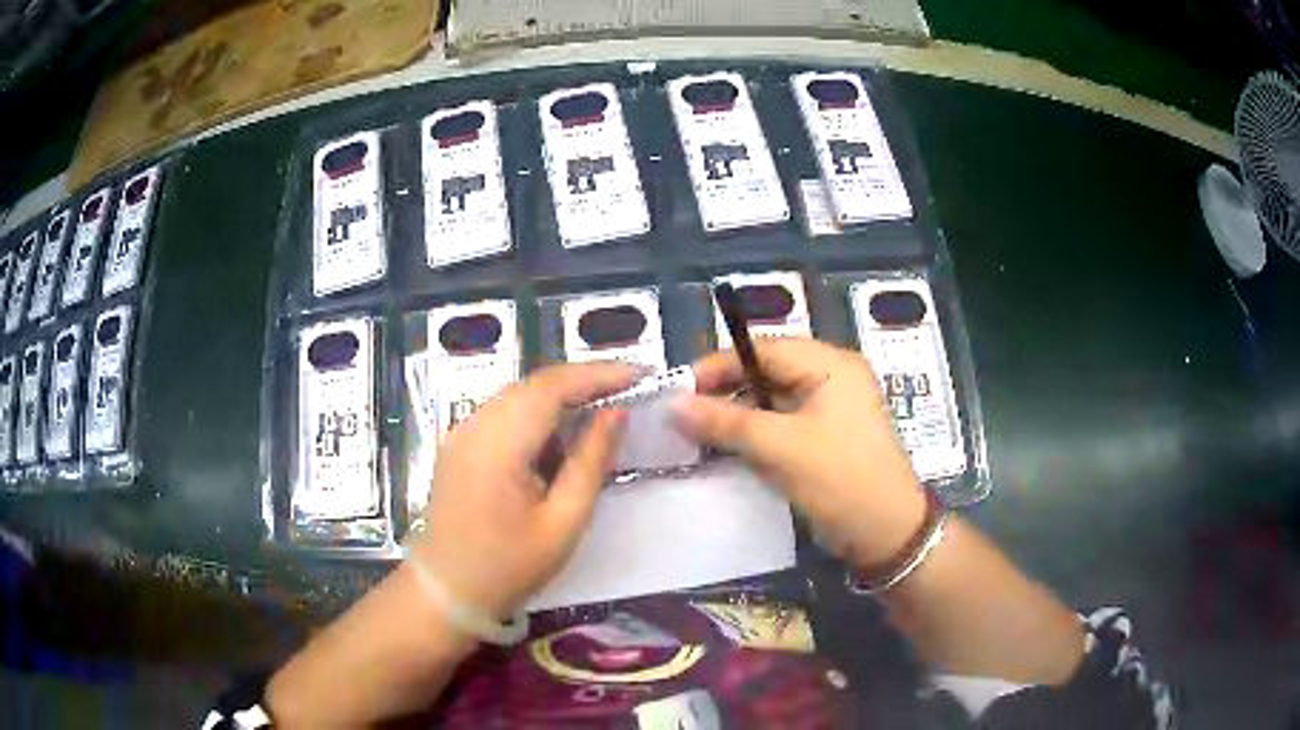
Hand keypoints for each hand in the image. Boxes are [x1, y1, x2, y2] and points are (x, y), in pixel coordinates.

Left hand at [408, 362, 635, 617]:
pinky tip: (561, 433)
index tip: (641, 375)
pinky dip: (538, 412)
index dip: (599, 373)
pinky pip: (504, 411)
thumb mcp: (563, 522)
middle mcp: (475, 424)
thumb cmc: (509, 567)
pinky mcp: (459, 442)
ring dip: (562, 395)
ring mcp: (462, 431)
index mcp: (498, 444)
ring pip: (519, 394)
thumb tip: (617, 413)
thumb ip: (591, 462)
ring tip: (603, 407)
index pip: (552, 386)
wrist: (446, 590)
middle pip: (535, 383)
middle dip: (584, 380)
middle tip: (629, 389)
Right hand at [673, 338, 925, 567]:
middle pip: (767, 373)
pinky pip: (782, 425)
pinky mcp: (826, 438)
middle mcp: (832, 378)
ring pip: (771, 401)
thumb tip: (672, 405)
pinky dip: (754, 435)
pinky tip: (725, 450)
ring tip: (695, 434)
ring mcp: (831, 409)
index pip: (763, 349)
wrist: (887, 534)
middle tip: (682, 414)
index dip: (718, 366)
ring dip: (737, 416)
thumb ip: (725, 423)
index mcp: (830, 365)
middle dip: (725, 392)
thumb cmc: (839, 480)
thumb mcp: (780, 448)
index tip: (678, 388)